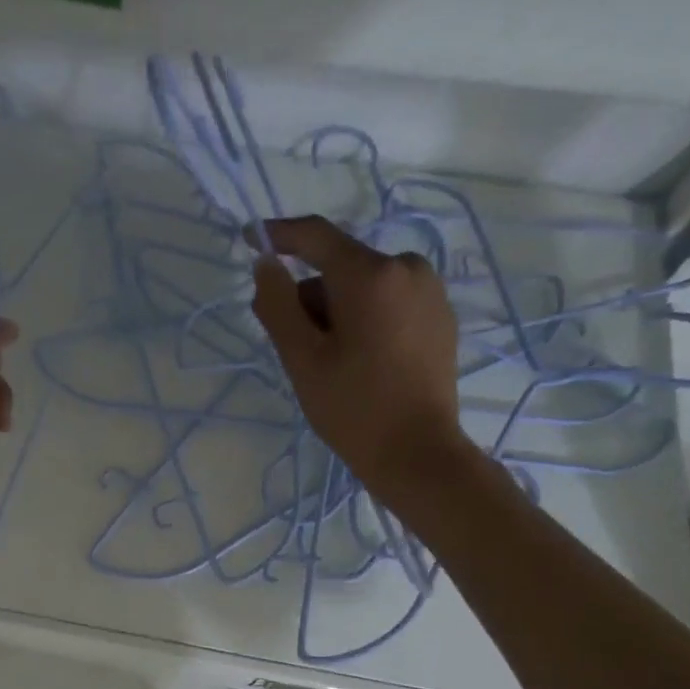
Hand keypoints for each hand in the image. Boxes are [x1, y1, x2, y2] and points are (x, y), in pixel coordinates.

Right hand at [250, 215, 468, 499]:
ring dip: (338, 312)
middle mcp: (407, 268)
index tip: (249, 239)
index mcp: (371, 275)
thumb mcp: (302, 359)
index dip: (279, 235)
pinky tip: (362, 363)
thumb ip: (278, 305)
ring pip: (363, 287)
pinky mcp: (440, 316)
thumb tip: (265, 263)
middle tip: (297, 350)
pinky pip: (389, 302)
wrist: (417, 453)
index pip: (316, 236)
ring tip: (333, 364)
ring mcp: (430, 291)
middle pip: (339, 268)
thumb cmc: (352, 407)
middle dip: (311, 299)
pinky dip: (366, 320)